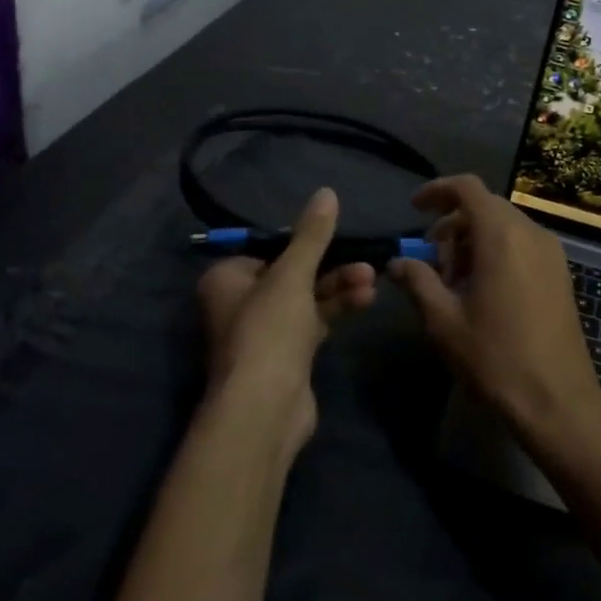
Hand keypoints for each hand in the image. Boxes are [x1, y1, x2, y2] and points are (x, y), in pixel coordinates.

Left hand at [196, 188, 376, 449]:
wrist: (265, 409)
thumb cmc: (268, 331)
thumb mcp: (292, 275)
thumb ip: (312, 235)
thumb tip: (326, 191)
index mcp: (227, 278)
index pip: (269, 248)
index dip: (303, 242)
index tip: (336, 236)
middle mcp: (240, 302)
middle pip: (292, 273)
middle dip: (332, 267)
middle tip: (367, 264)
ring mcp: (264, 331)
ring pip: (307, 298)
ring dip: (339, 287)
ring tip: (372, 281)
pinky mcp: (287, 355)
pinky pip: (315, 321)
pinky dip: (337, 309)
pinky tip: (365, 300)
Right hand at [389, 174, 600, 452]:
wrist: (558, 401)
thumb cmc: (496, 357)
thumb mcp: (444, 321)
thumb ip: (417, 282)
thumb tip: (395, 263)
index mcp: (501, 235)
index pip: (467, 188)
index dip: (437, 190)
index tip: (414, 209)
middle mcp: (530, 232)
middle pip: (485, 206)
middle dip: (453, 224)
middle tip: (431, 259)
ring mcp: (551, 252)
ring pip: (505, 226)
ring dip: (474, 240)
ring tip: (454, 281)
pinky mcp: (560, 273)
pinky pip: (522, 244)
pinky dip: (497, 251)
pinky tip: (483, 290)